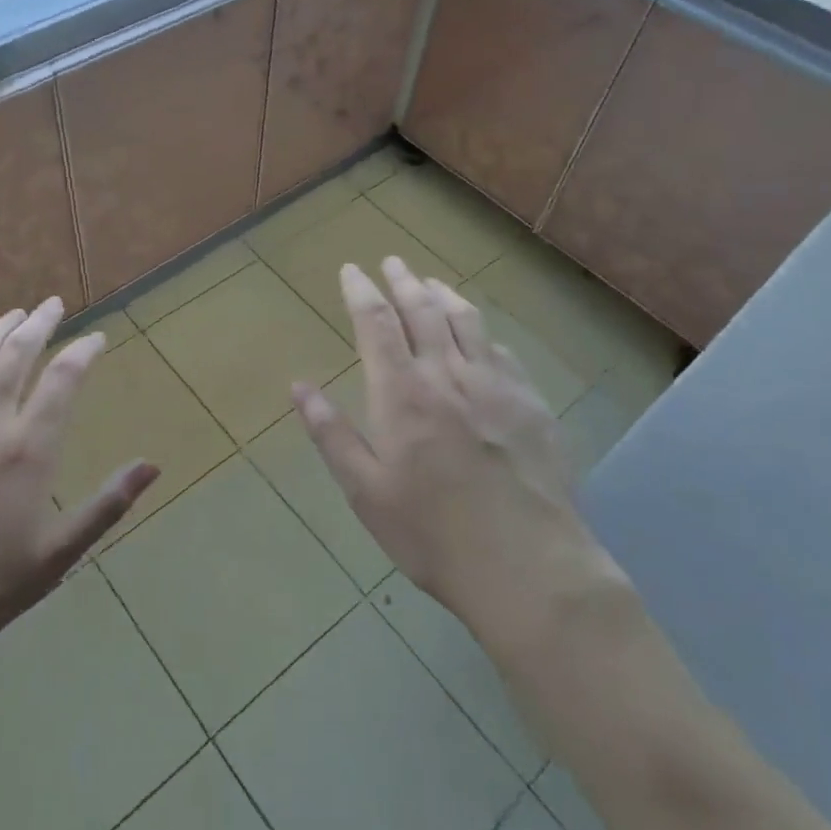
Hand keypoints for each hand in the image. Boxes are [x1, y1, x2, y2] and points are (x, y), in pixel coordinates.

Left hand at [0, 298, 156, 661]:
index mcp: (28, 448)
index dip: (84, 350)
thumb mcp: (56, 555)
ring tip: (15, 314)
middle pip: (18, 353)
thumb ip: (107, 505)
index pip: (64, 378)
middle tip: (53, 305)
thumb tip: (153, 466)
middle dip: (40, 323)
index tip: (96, 338)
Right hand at [290, 257, 611, 636]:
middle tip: (392, 262)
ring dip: (444, 295)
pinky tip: (479, 335)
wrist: (528, 567)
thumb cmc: (432, 534)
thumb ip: (332, 434)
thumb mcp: (365, 491)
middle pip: (423, 310)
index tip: (351, 270)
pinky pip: (501, 351)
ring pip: (466, 321)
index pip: (376, 323)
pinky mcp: (531, 404)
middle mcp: (448, 375)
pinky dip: (482, 331)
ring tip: (430, 282)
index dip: (361, 291)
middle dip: (403, 281)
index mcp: (403, 393)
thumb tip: (298, 386)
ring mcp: (496, 386)